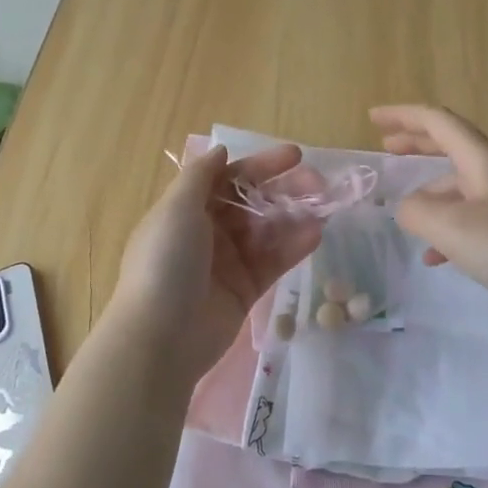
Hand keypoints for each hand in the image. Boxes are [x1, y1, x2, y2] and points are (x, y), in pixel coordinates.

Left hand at [107, 144, 323, 385]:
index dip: (261, 165)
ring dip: (295, 216)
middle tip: (319, 184)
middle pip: (253, 202)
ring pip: (267, 231)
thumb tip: (220, 151)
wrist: (161, 337)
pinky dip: (294, 246)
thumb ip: (201, 176)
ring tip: (325, 207)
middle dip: (285, 190)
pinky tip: (316, 234)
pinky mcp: (245, 290)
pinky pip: (273, 261)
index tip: (296, 156)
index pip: (229, 178)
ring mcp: (228, 262)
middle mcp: (208, 232)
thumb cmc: (165, 263)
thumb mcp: (176, 208)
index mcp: (187, 209)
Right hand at [371, 104, 487, 312]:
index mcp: (483, 159)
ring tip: (408, 219)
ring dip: (431, 195)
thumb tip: (407, 208)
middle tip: (387, 147)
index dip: (403, 116)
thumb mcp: (451, 228)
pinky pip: (473, 217)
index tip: (373, 117)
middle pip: (451, 146)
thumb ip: (417, 212)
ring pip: (460, 186)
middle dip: (417, 143)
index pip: (438, 122)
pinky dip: (449, 229)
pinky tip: (437, 258)